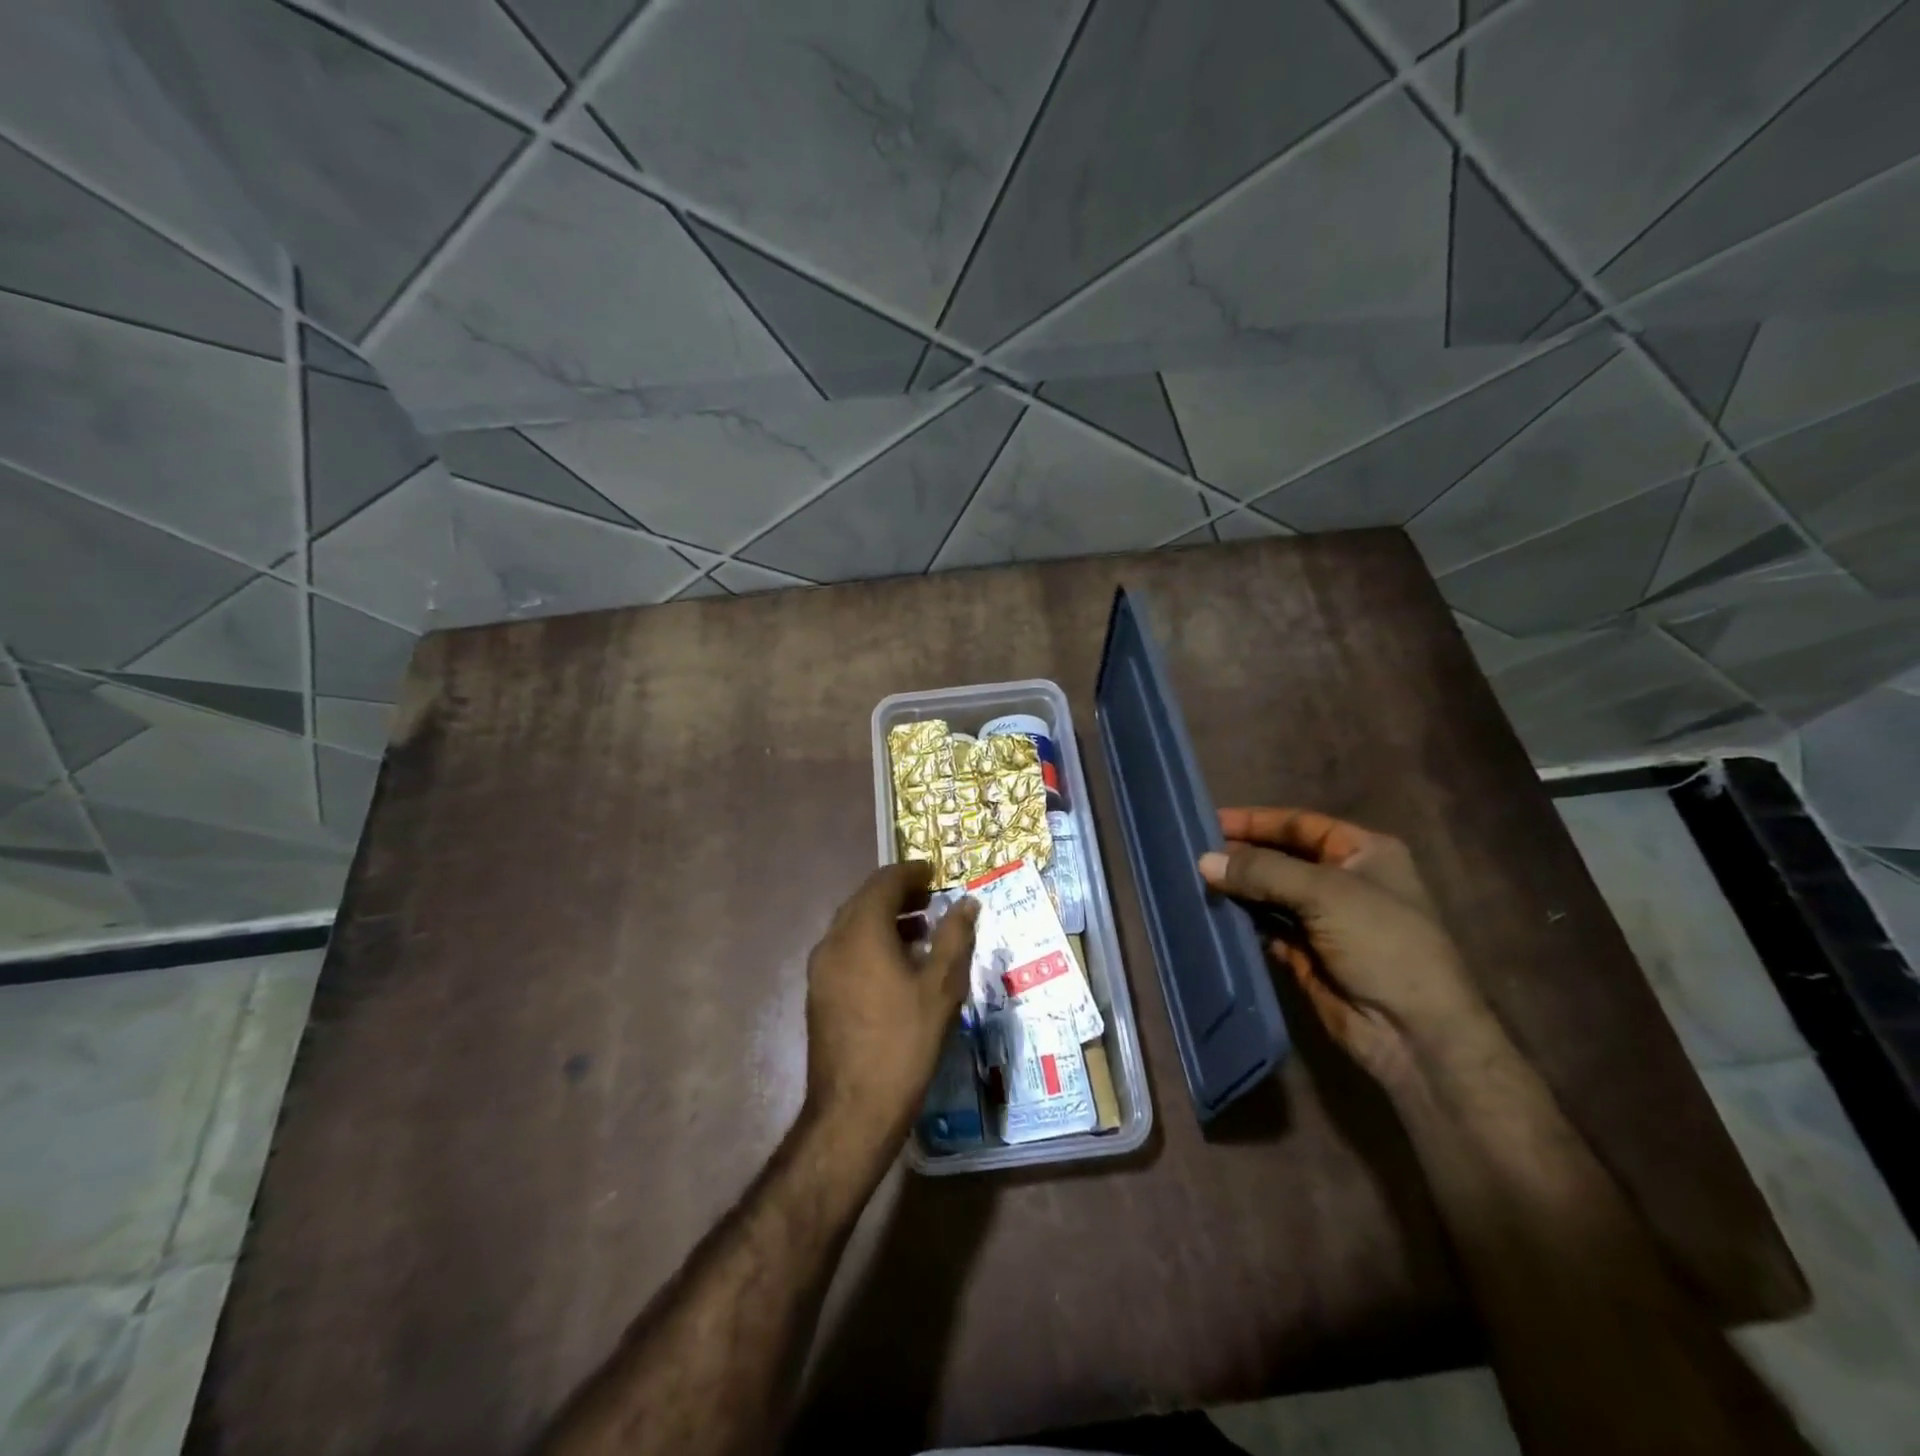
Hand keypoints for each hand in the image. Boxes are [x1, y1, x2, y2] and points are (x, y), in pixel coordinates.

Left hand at [803, 862, 977, 1147]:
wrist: (854, 1110)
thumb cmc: (904, 1042)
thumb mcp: (941, 987)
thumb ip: (955, 937)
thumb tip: (966, 903)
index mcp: (861, 931)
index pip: (884, 881)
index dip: (911, 872)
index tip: (935, 873)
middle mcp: (833, 941)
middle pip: (864, 900)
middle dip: (898, 894)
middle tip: (931, 899)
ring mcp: (820, 968)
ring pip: (853, 926)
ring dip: (885, 918)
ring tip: (921, 931)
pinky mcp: (819, 993)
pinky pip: (846, 950)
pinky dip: (871, 942)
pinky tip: (897, 965)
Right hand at [1199, 808, 1494, 1090]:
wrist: (1412, 1032)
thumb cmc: (1381, 943)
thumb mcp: (1326, 893)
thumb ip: (1263, 871)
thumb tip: (1204, 861)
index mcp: (1363, 852)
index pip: (1300, 824)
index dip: (1256, 821)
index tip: (1210, 820)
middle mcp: (1342, 881)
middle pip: (1280, 857)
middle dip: (1240, 855)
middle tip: (1193, 852)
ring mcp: (1322, 919)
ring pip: (1268, 893)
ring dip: (1236, 888)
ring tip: (1192, 879)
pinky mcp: (1304, 954)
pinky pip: (1264, 927)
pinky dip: (1240, 920)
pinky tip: (1210, 912)